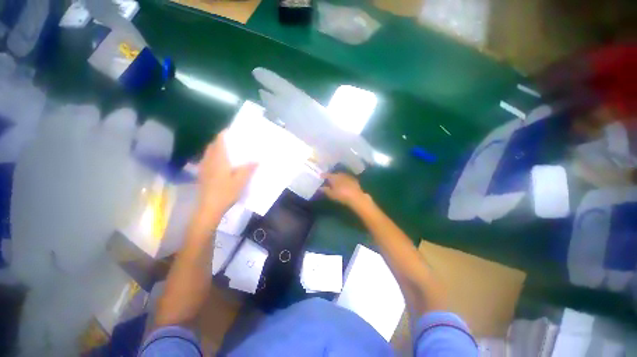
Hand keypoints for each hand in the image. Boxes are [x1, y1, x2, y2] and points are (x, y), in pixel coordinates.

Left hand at [197, 130, 256, 218]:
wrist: (209, 208)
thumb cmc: (225, 193)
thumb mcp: (240, 181)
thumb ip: (248, 169)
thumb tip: (257, 160)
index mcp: (218, 159)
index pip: (219, 140)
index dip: (224, 133)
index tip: (232, 130)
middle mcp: (209, 160)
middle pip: (212, 145)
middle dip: (221, 140)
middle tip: (233, 141)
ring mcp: (204, 167)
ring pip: (209, 152)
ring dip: (217, 148)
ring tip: (228, 150)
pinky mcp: (202, 174)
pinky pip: (207, 160)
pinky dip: (214, 156)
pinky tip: (221, 163)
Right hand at [320, 173, 368, 208]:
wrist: (356, 197)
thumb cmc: (341, 195)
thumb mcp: (331, 194)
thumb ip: (325, 190)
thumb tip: (319, 187)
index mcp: (334, 177)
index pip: (327, 175)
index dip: (323, 176)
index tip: (320, 177)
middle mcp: (340, 174)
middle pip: (334, 174)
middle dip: (331, 177)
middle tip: (328, 180)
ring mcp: (348, 176)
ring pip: (341, 176)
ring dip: (338, 178)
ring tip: (335, 182)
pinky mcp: (354, 179)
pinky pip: (346, 178)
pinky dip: (344, 180)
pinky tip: (344, 184)